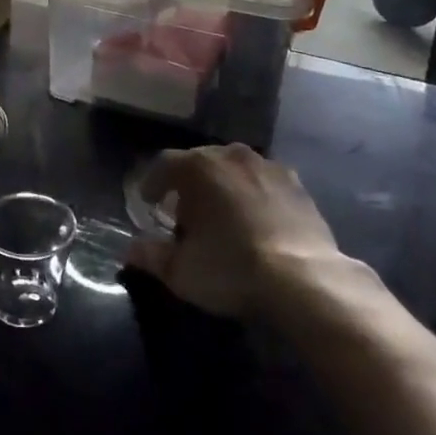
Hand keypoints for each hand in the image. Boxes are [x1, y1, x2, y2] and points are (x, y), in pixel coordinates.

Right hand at [126, 143, 353, 317]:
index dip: (153, 183)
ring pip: (234, 170)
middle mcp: (231, 155)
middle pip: (200, 162)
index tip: (149, 203)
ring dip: (223, 187)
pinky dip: (254, 196)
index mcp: (197, 167)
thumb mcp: (181, 271)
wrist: (304, 279)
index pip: (164, 164)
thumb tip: (131, 249)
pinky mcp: (297, 185)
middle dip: (189, 185)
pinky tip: (256, 222)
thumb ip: (151, 256)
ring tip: (222, 217)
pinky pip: (263, 184)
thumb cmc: (231, 268)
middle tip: (184, 215)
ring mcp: (268, 166)